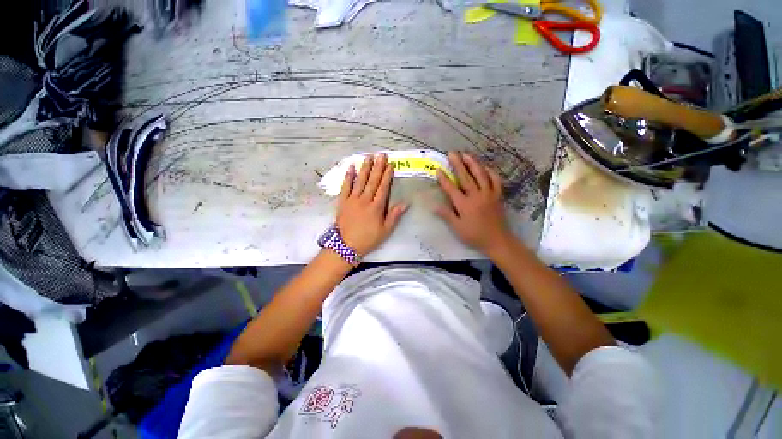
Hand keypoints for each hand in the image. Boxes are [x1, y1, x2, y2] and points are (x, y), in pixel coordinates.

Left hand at [336, 153, 407, 256]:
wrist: (346, 245)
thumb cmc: (368, 239)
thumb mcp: (385, 231)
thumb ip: (394, 216)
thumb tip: (405, 204)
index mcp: (376, 207)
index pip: (383, 188)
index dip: (387, 176)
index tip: (390, 165)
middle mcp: (365, 200)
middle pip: (372, 181)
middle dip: (378, 167)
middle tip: (381, 155)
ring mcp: (352, 199)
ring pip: (360, 181)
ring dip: (365, 168)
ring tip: (369, 157)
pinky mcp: (342, 201)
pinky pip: (345, 187)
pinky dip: (348, 177)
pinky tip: (351, 167)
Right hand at [435, 152, 511, 255]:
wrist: (497, 240)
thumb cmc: (474, 235)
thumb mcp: (457, 228)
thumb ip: (446, 215)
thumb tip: (434, 206)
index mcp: (464, 204)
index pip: (451, 188)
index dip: (444, 179)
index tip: (438, 169)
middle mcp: (476, 196)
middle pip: (465, 177)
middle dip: (457, 164)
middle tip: (452, 153)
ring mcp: (488, 194)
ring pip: (480, 175)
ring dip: (473, 164)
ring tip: (466, 155)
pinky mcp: (498, 195)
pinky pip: (495, 180)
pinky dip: (490, 172)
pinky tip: (486, 167)